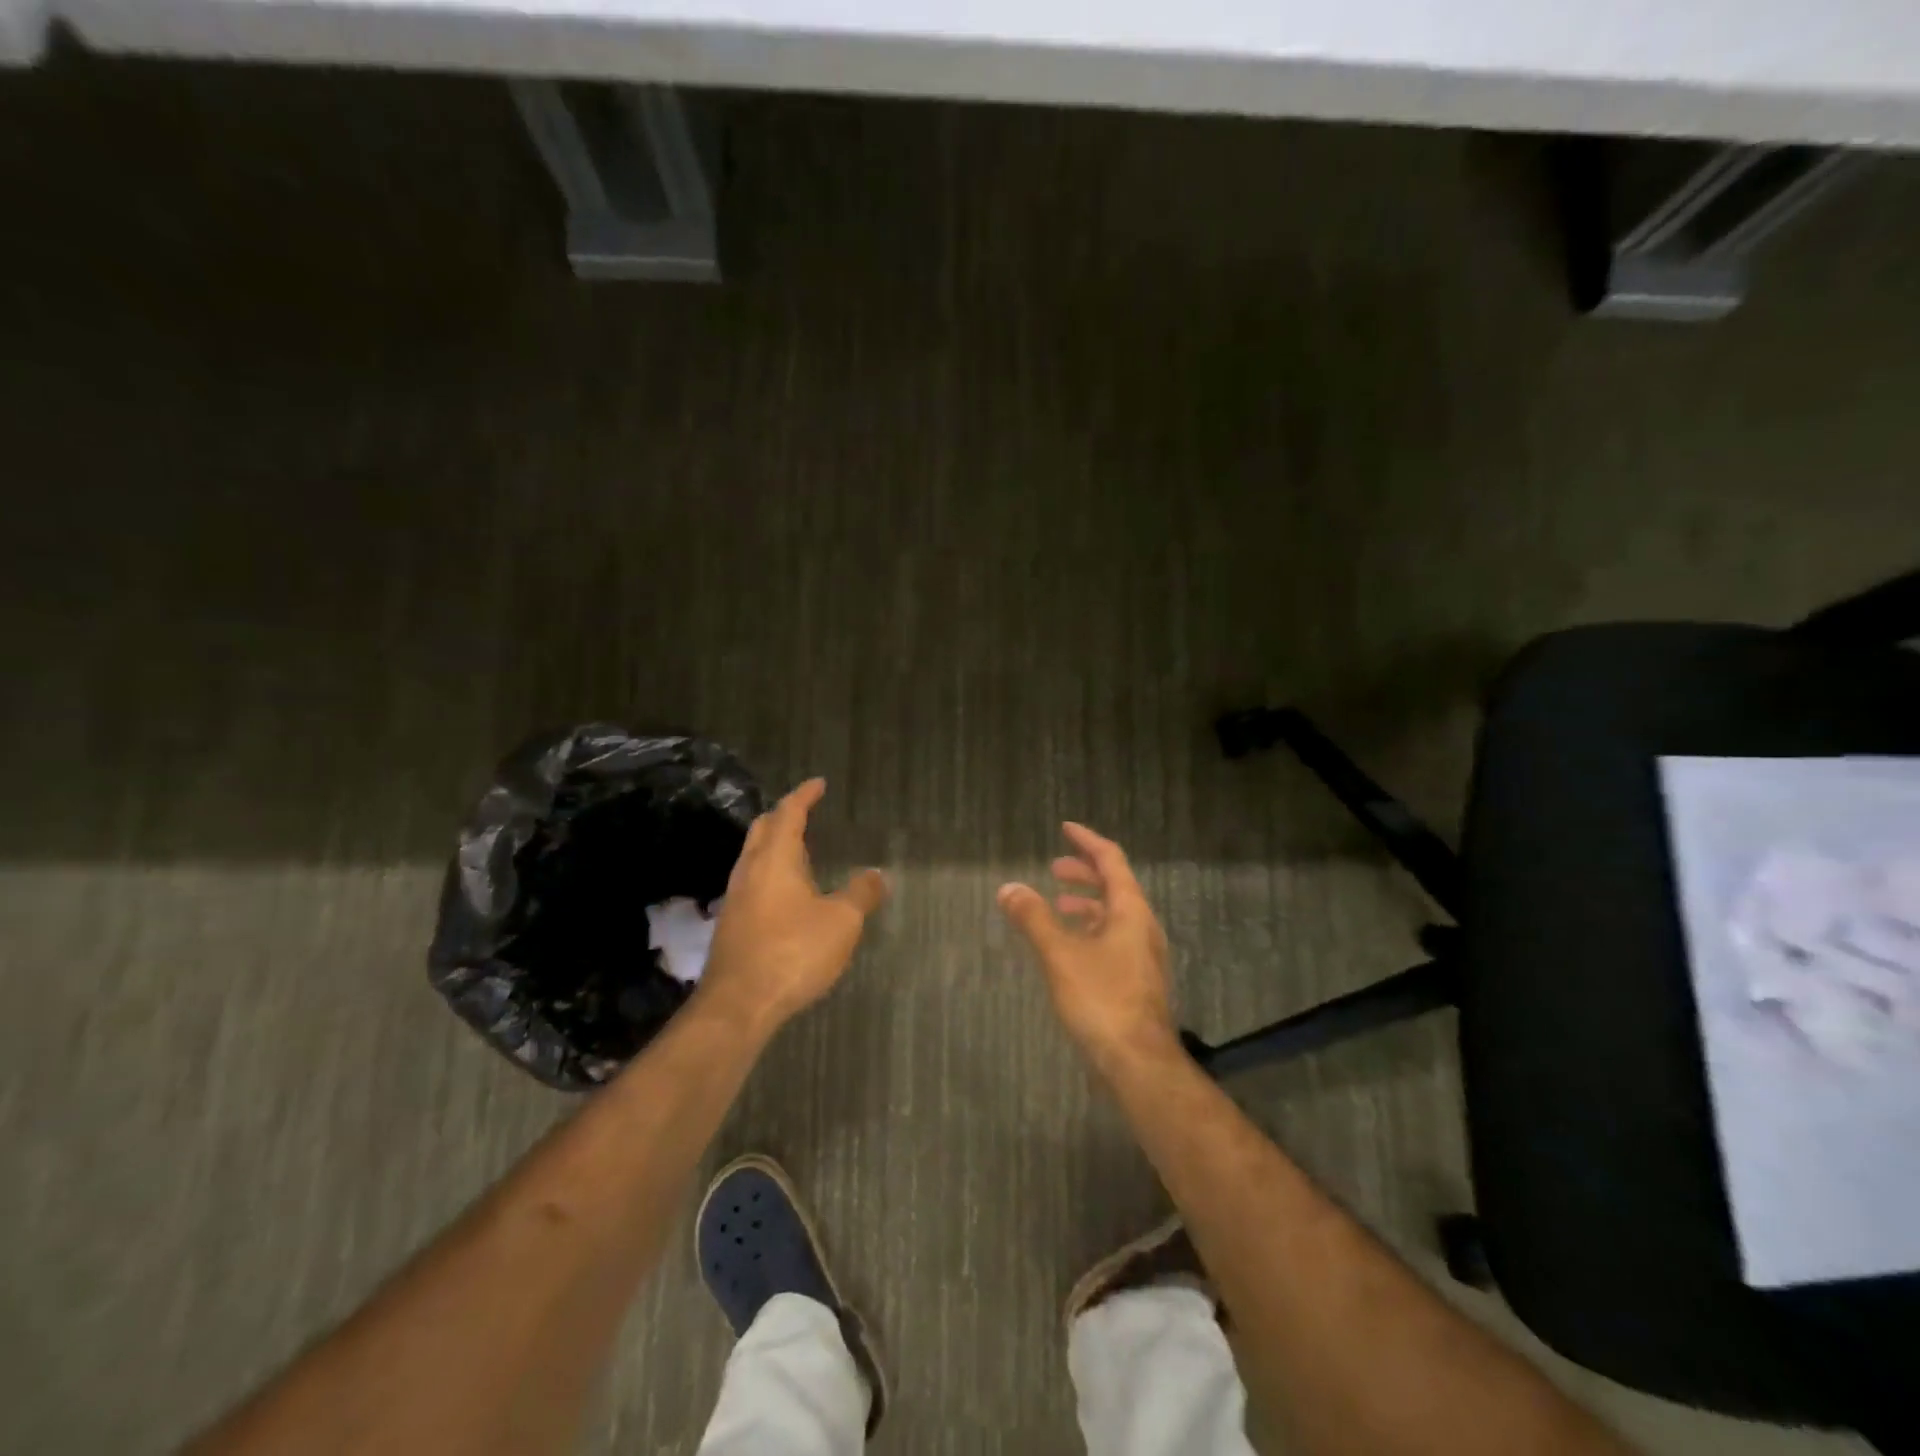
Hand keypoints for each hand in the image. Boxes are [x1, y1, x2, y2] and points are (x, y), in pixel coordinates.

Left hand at [697, 778, 888, 1035]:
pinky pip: (753, 883)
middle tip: (805, 812)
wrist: (738, 1004)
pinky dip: (771, 873)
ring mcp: (736, 898)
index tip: (818, 783)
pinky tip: (787, 895)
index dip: (805, 795)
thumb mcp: (841, 922)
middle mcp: (750, 870)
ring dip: (775, 846)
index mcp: (775, 858)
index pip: (789, 813)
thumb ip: (862, 894)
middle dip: (783, 815)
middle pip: (763, 829)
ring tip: (801, 851)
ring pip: (754, 857)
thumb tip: (878, 873)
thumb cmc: (793, 951)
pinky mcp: (732, 925)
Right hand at [998, 823, 1177, 1067]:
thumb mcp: (1060, 955)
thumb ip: (1033, 919)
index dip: (1088, 842)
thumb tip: (1008, 887)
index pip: (1111, 860)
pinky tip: (1068, 948)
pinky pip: (1112, 940)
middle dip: (1084, 873)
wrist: (1138, 1063)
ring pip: (1113, 916)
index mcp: (1131, 911)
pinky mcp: (1136, 981)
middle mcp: (1142, 927)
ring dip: (1086, 904)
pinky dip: (1089, 931)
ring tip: (1056, 906)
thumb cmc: (1101, 1000)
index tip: (1066, 828)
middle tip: (1054, 869)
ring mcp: (1142, 956)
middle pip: (1115, 886)